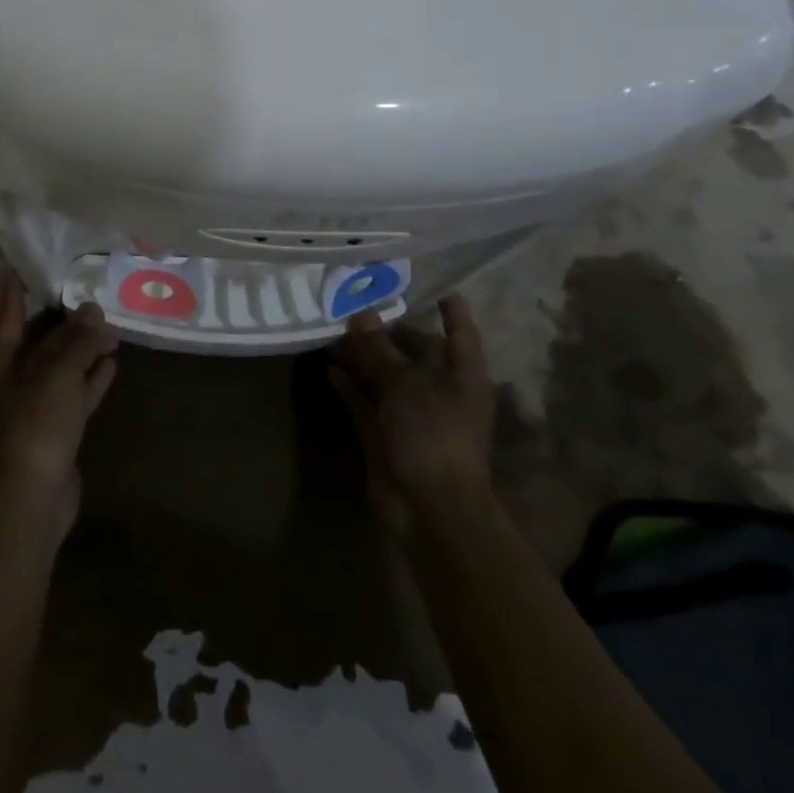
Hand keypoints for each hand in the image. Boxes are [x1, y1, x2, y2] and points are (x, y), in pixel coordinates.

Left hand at [0, 275, 119, 535]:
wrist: (32, 501)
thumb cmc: (34, 426)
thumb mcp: (58, 377)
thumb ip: (78, 342)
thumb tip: (95, 311)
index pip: (5, 320)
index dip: (13, 295)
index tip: (17, 269)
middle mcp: (7, 385)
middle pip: (36, 345)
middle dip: (63, 325)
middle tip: (86, 298)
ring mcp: (29, 412)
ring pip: (57, 371)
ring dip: (81, 352)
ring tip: (109, 328)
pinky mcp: (51, 434)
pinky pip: (71, 397)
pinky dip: (88, 381)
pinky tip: (111, 364)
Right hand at [329, 295, 494, 536]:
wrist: (428, 508)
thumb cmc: (432, 434)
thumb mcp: (404, 384)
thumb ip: (379, 349)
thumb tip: (360, 312)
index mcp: (463, 377)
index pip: (460, 334)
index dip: (451, 310)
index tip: (435, 284)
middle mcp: (439, 393)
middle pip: (412, 354)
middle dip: (386, 331)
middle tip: (358, 299)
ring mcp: (411, 415)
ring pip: (384, 377)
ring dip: (361, 357)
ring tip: (333, 328)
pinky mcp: (386, 435)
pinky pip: (366, 403)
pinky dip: (350, 387)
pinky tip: (330, 368)